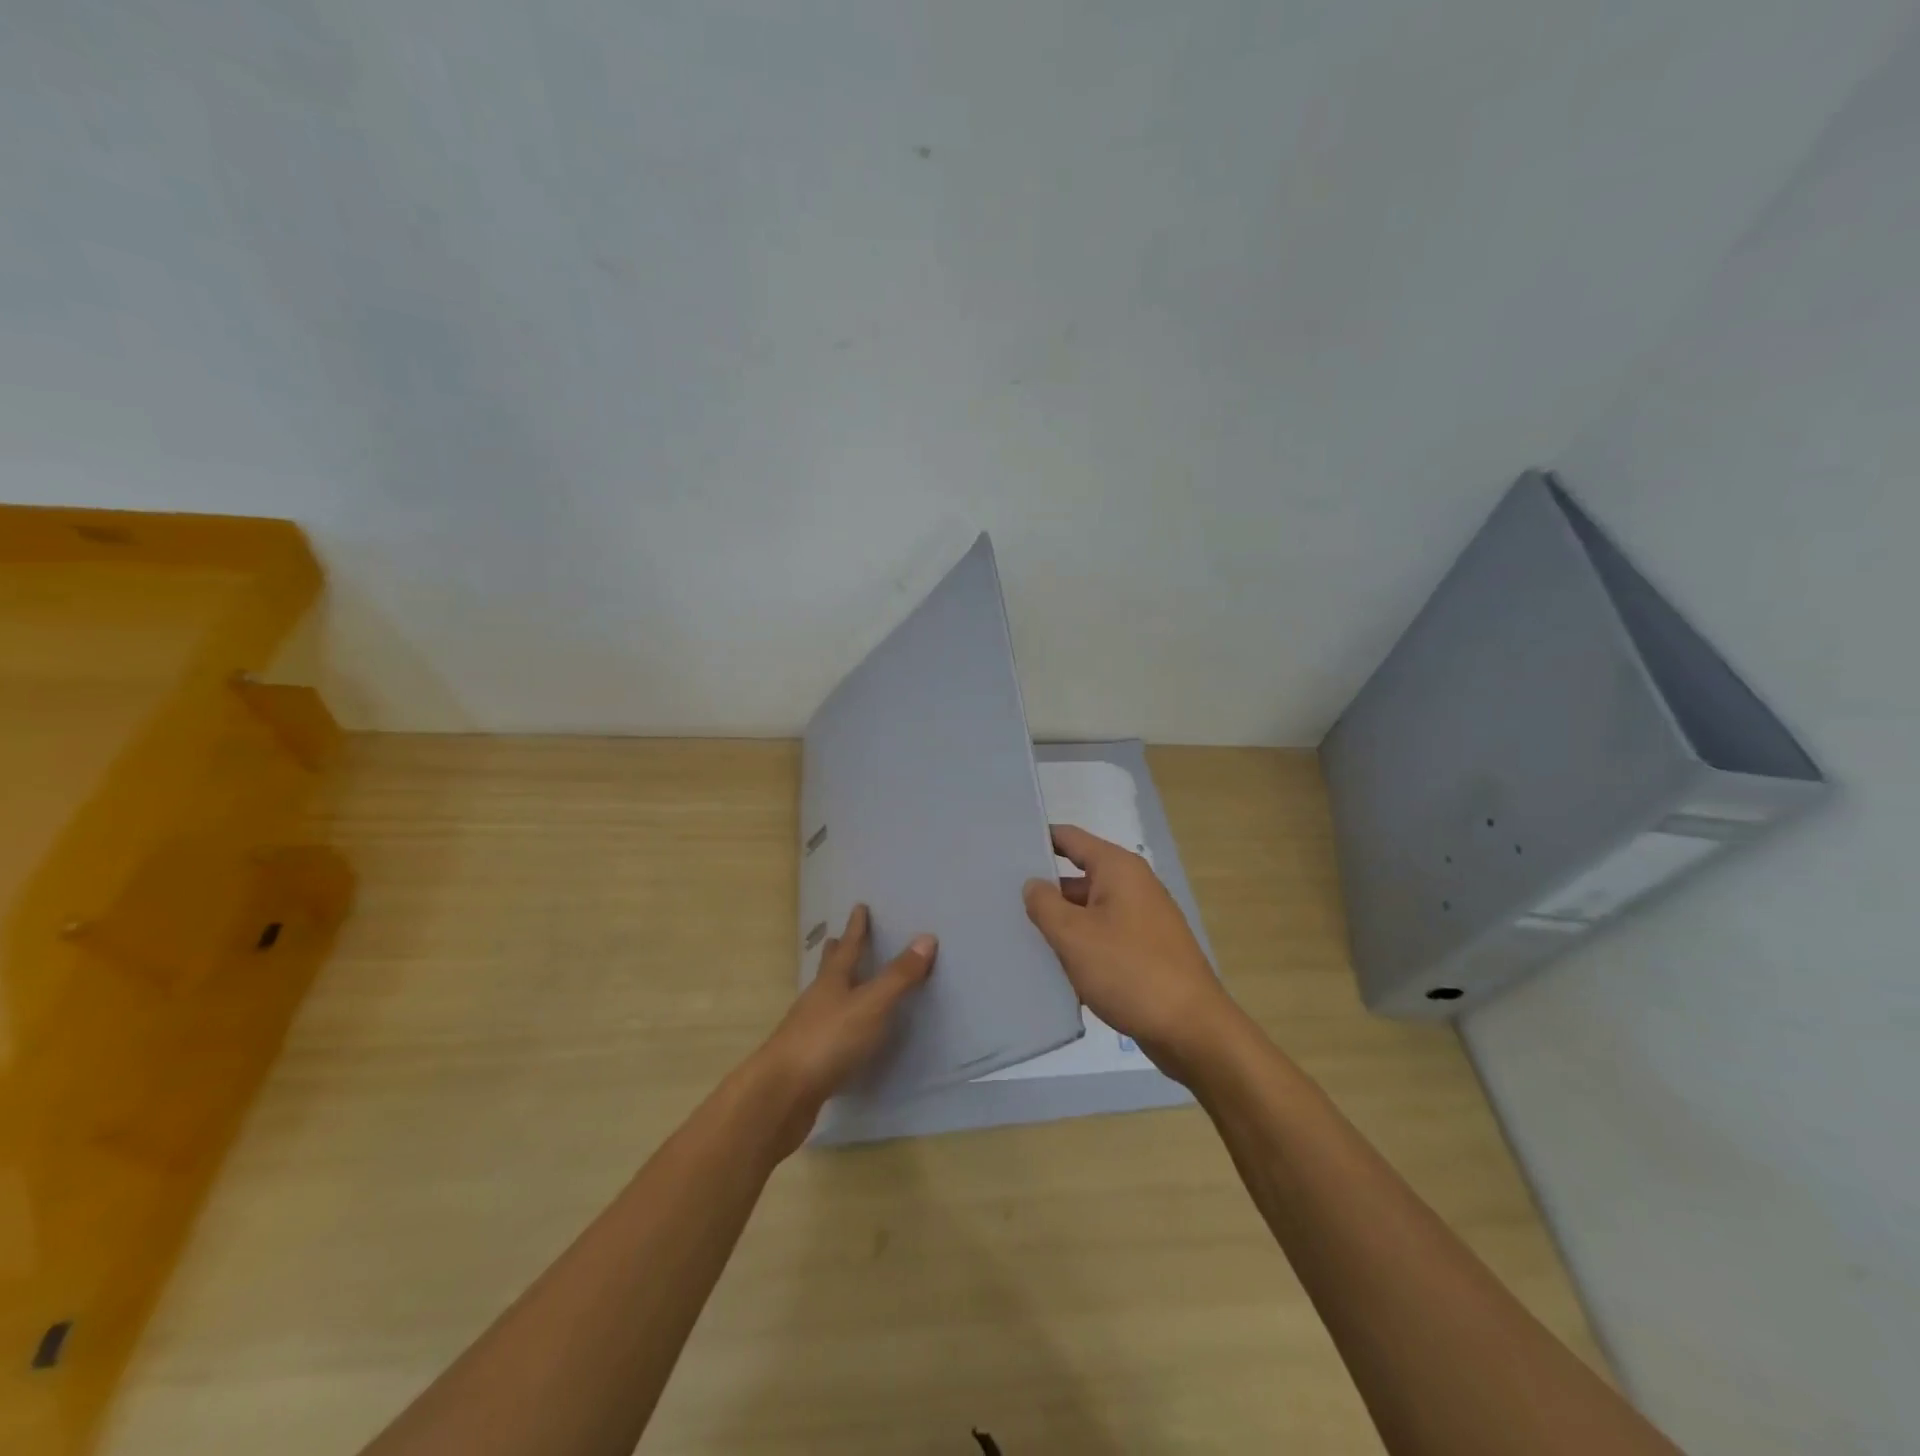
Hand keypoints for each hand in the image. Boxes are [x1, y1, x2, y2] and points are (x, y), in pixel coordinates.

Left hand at [747, 903, 934, 1155]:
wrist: (781, 1094)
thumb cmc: (828, 1040)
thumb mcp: (872, 1005)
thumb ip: (899, 976)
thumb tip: (927, 938)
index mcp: (832, 982)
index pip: (848, 948)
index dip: (856, 928)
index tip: (859, 907)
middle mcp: (817, 1000)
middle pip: (828, 970)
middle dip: (835, 953)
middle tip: (835, 938)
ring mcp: (807, 1031)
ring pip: (823, 1000)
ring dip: (833, 987)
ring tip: (840, 982)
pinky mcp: (806, 1061)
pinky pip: (825, 1031)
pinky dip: (835, 1023)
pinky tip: (841, 1034)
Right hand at [1023, 824, 1236, 1082]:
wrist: (1191, 1029)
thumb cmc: (1129, 971)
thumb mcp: (1075, 936)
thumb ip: (1045, 904)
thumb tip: (1033, 884)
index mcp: (1118, 869)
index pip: (1069, 838)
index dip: (1038, 839)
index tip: (1003, 849)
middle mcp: (1133, 885)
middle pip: (1078, 876)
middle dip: (1043, 888)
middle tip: (1000, 899)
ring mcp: (1141, 919)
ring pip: (1088, 910)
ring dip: (1060, 922)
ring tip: (1017, 934)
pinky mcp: (1144, 950)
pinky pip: (1103, 936)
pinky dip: (1080, 946)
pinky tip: (1053, 967)